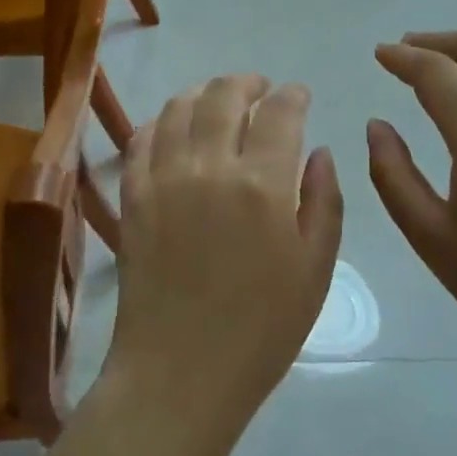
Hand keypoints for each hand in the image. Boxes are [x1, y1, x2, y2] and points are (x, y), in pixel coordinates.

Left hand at [110, 75, 343, 428]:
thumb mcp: (315, 269)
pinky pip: (142, 138)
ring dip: (204, 93)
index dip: (293, 94)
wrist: (180, 372)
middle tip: (261, 89)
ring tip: (218, 101)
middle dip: (248, 82)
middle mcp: (210, 166)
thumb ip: (324, 201)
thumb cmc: (261, 329)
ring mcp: (164, 177)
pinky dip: (162, 121)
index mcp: (262, 184)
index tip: (299, 94)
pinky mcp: (133, 195)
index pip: (280, 111)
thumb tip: (319, 151)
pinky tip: (175, 129)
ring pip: (179, 106)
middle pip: (224, 94)